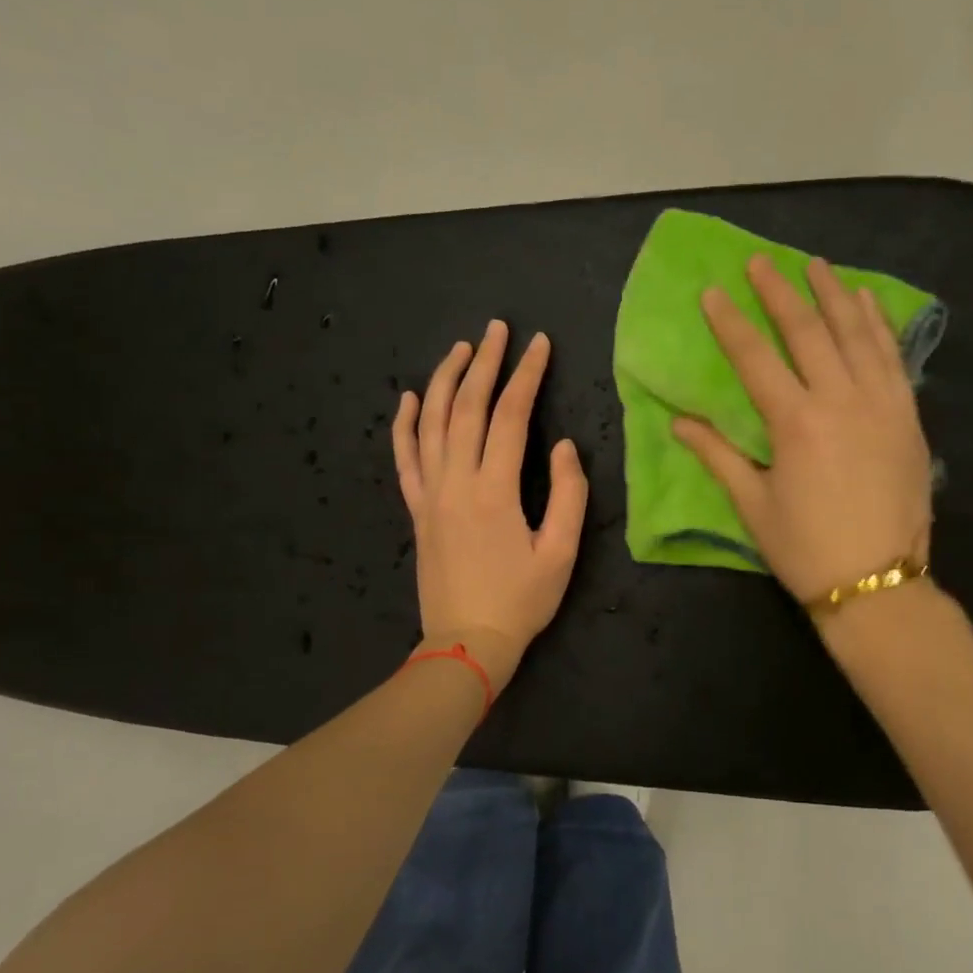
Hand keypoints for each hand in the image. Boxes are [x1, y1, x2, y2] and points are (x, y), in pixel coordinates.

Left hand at [392, 321, 588, 693]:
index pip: (510, 417)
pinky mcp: (416, 510)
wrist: (466, 643)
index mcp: (495, 490)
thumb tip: (563, 445)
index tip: (540, 344)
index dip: (526, 376)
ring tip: (460, 348)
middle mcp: (456, 482)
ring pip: (431, 423)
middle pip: (466, 407)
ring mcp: (430, 494)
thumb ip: (568, 494)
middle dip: (484, 363)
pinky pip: (405, 458)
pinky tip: (409, 398)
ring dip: (445, 380)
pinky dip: (404, 425)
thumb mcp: (561, 553)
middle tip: (498, 329)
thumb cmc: (521, 601)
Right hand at [672, 255, 932, 605]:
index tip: (713, 292)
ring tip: (815, 265)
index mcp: (795, 423)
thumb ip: (717, 455)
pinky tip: (866, 302)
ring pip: (855, 334)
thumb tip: (678, 421)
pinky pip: (892, 357)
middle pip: (807, 331)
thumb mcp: (753, 505)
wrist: (878, 583)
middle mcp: (840, 401)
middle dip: (779, 292)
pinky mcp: (907, 415)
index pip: (755, 358)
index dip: (730, 323)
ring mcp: (881, 404)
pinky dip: (877, 324)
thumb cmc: (806, 548)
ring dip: (833, 294)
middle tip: (760, 262)